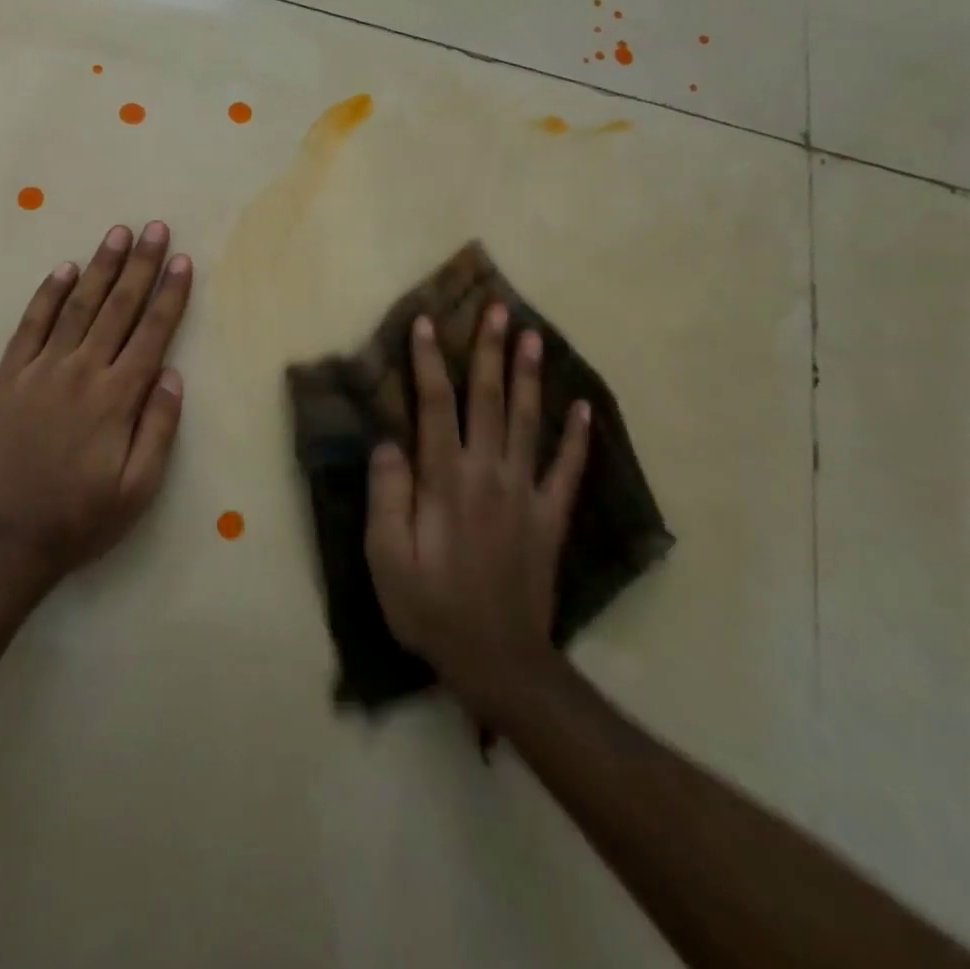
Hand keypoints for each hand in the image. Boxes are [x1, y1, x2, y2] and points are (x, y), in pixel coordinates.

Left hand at [0, 222, 192, 585]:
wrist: (4, 539)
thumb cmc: (80, 518)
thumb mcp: (138, 489)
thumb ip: (159, 428)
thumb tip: (172, 374)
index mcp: (117, 398)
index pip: (152, 333)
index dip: (170, 294)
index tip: (182, 260)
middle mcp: (81, 372)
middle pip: (118, 308)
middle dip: (141, 265)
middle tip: (155, 228)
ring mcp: (41, 370)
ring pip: (77, 306)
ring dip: (100, 267)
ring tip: (118, 234)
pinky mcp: (9, 376)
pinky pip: (31, 325)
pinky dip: (48, 294)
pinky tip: (63, 270)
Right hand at [365, 304, 590, 715]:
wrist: (498, 660)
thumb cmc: (431, 608)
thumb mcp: (386, 558)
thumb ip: (387, 495)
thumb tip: (388, 441)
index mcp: (445, 480)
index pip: (436, 406)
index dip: (429, 361)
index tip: (426, 322)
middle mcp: (488, 474)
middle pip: (490, 400)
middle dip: (489, 351)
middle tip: (497, 308)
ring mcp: (525, 494)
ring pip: (528, 422)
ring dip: (529, 376)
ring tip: (532, 335)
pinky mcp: (549, 517)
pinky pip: (567, 470)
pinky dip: (576, 437)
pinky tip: (583, 407)